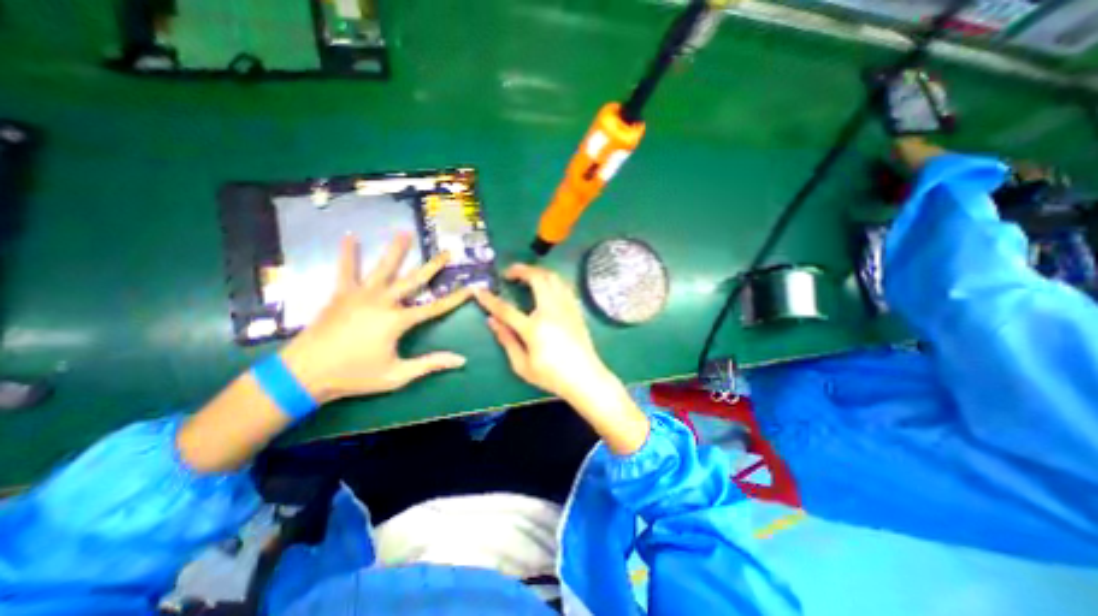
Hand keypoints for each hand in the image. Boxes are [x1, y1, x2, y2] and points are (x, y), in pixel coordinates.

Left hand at [279, 231, 469, 403]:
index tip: (471, 288)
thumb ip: (430, 364)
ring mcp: (360, 295)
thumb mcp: (397, 375)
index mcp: (398, 320)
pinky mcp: (340, 294)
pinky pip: (345, 270)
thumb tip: (462, 360)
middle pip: (414, 280)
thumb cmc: (355, 376)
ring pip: (383, 268)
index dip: (456, 298)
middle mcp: (383, 301)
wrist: (303, 374)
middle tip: (446, 252)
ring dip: (396, 250)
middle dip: (433, 266)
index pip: (435, 307)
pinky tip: (350, 237)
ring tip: (405, 232)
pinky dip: (348, 253)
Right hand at [472, 264, 608, 402]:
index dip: (490, 299)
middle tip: (509, 272)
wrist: (585, 377)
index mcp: (534, 328)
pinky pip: (564, 286)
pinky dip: (552, 280)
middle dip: (521, 270)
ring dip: (538, 271)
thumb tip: (492, 321)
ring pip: (553, 277)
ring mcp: (566, 308)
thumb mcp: (523, 365)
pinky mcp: (575, 309)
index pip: (506, 309)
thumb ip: (507, 341)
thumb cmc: (552, 376)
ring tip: (527, 275)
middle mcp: (551, 311)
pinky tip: (547, 285)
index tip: (479, 290)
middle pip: (537, 278)